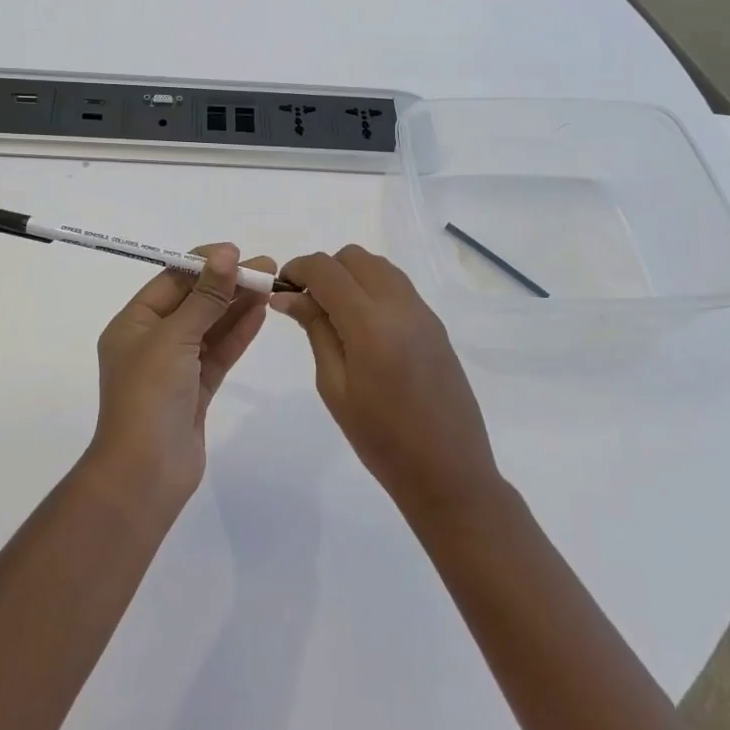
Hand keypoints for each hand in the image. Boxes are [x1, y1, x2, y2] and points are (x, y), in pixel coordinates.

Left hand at [90, 244, 276, 505]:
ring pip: (209, 327)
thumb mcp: (174, 337)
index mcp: (133, 323)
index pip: (170, 281)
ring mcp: (174, 367)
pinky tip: (260, 314)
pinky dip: (237, 334)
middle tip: (267, 267)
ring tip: (270, 284)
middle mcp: (151, 341)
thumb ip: (204, 297)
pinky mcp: (195, 390)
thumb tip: (225, 254)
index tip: (237, 252)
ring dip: (237, 306)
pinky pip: (218, 353)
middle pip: (193, 302)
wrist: (145, 474)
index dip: (204, 264)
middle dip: (227, 283)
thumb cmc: (149, 395)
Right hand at [273, 245, 500, 514]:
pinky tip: (364, 327)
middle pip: (354, 257)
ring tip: (335, 315)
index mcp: (370, 322)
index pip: (326, 269)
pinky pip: (398, 286)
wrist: (448, 472)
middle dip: (325, 270)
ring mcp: (423, 313)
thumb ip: (315, 330)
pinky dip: (373, 289)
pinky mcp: (435, 325)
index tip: (281, 289)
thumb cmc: (381, 439)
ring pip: (378, 266)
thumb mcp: (334, 386)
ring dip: (350, 276)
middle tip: (307, 304)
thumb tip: (288, 296)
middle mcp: (400, 305)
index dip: (297, 269)